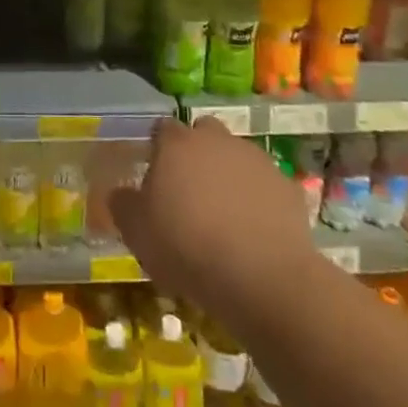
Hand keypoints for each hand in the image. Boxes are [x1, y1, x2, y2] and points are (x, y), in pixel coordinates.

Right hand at [107, 118, 317, 337]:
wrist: (261, 277)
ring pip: (236, 157)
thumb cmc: (186, 247)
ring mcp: (256, 160)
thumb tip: (120, 193)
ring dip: (228, 175)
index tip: (155, 176)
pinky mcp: (287, 186)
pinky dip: (258, 200)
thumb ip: (123, 204)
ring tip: (223, 216)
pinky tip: (253, 232)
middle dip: (197, 153)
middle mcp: (216, 140)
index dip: (158, 149)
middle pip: (203, 133)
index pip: (162, 129)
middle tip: (189, 191)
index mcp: (177, 144)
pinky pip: (265, 186)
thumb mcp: (136, 231)